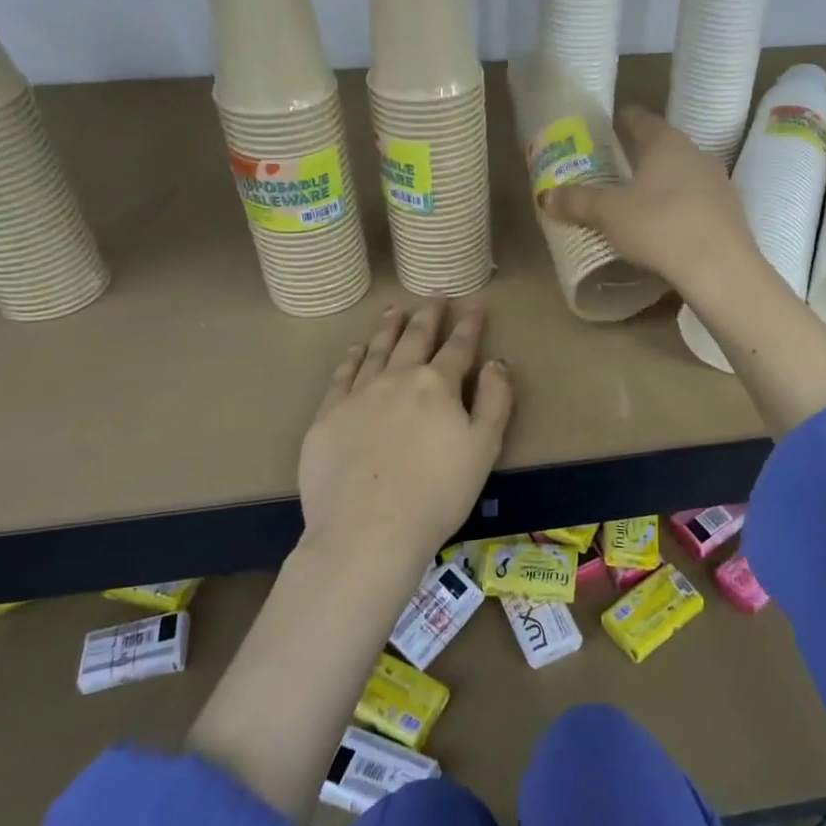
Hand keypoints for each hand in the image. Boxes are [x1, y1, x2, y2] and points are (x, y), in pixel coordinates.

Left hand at [297, 296, 513, 565]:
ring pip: (378, 348)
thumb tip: (497, 362)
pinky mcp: (328, 415)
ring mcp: (359, 394)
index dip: (469, 323)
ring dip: (390, 327)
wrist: (367, 531)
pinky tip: (357, 348)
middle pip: (416, 337)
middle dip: (429, 314)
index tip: (475, 302)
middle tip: (435, 294)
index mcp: (438, 385)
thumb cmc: (437, 494)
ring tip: (396, 309)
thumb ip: (495, 400)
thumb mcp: (484, 448)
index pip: (459, 346)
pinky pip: (343, 374)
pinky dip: (353, 356)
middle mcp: (398, 378)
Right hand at [540, 106, 761, 298]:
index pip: (639, 119)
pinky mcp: (730, 214)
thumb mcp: (608, 215)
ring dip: (661, 185)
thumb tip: (546, 196)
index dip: (619, 122)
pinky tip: (666, 230)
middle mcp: (696, 154)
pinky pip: (697, 203)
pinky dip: (679, 210)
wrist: (721, 270)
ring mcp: (719, 183)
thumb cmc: (660, 227)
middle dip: (638, 157)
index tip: (602, 131)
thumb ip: (577, 202)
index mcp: (666, 142)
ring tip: (636, 203)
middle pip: (662, 147)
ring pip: (682, 176)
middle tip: (611, 172)